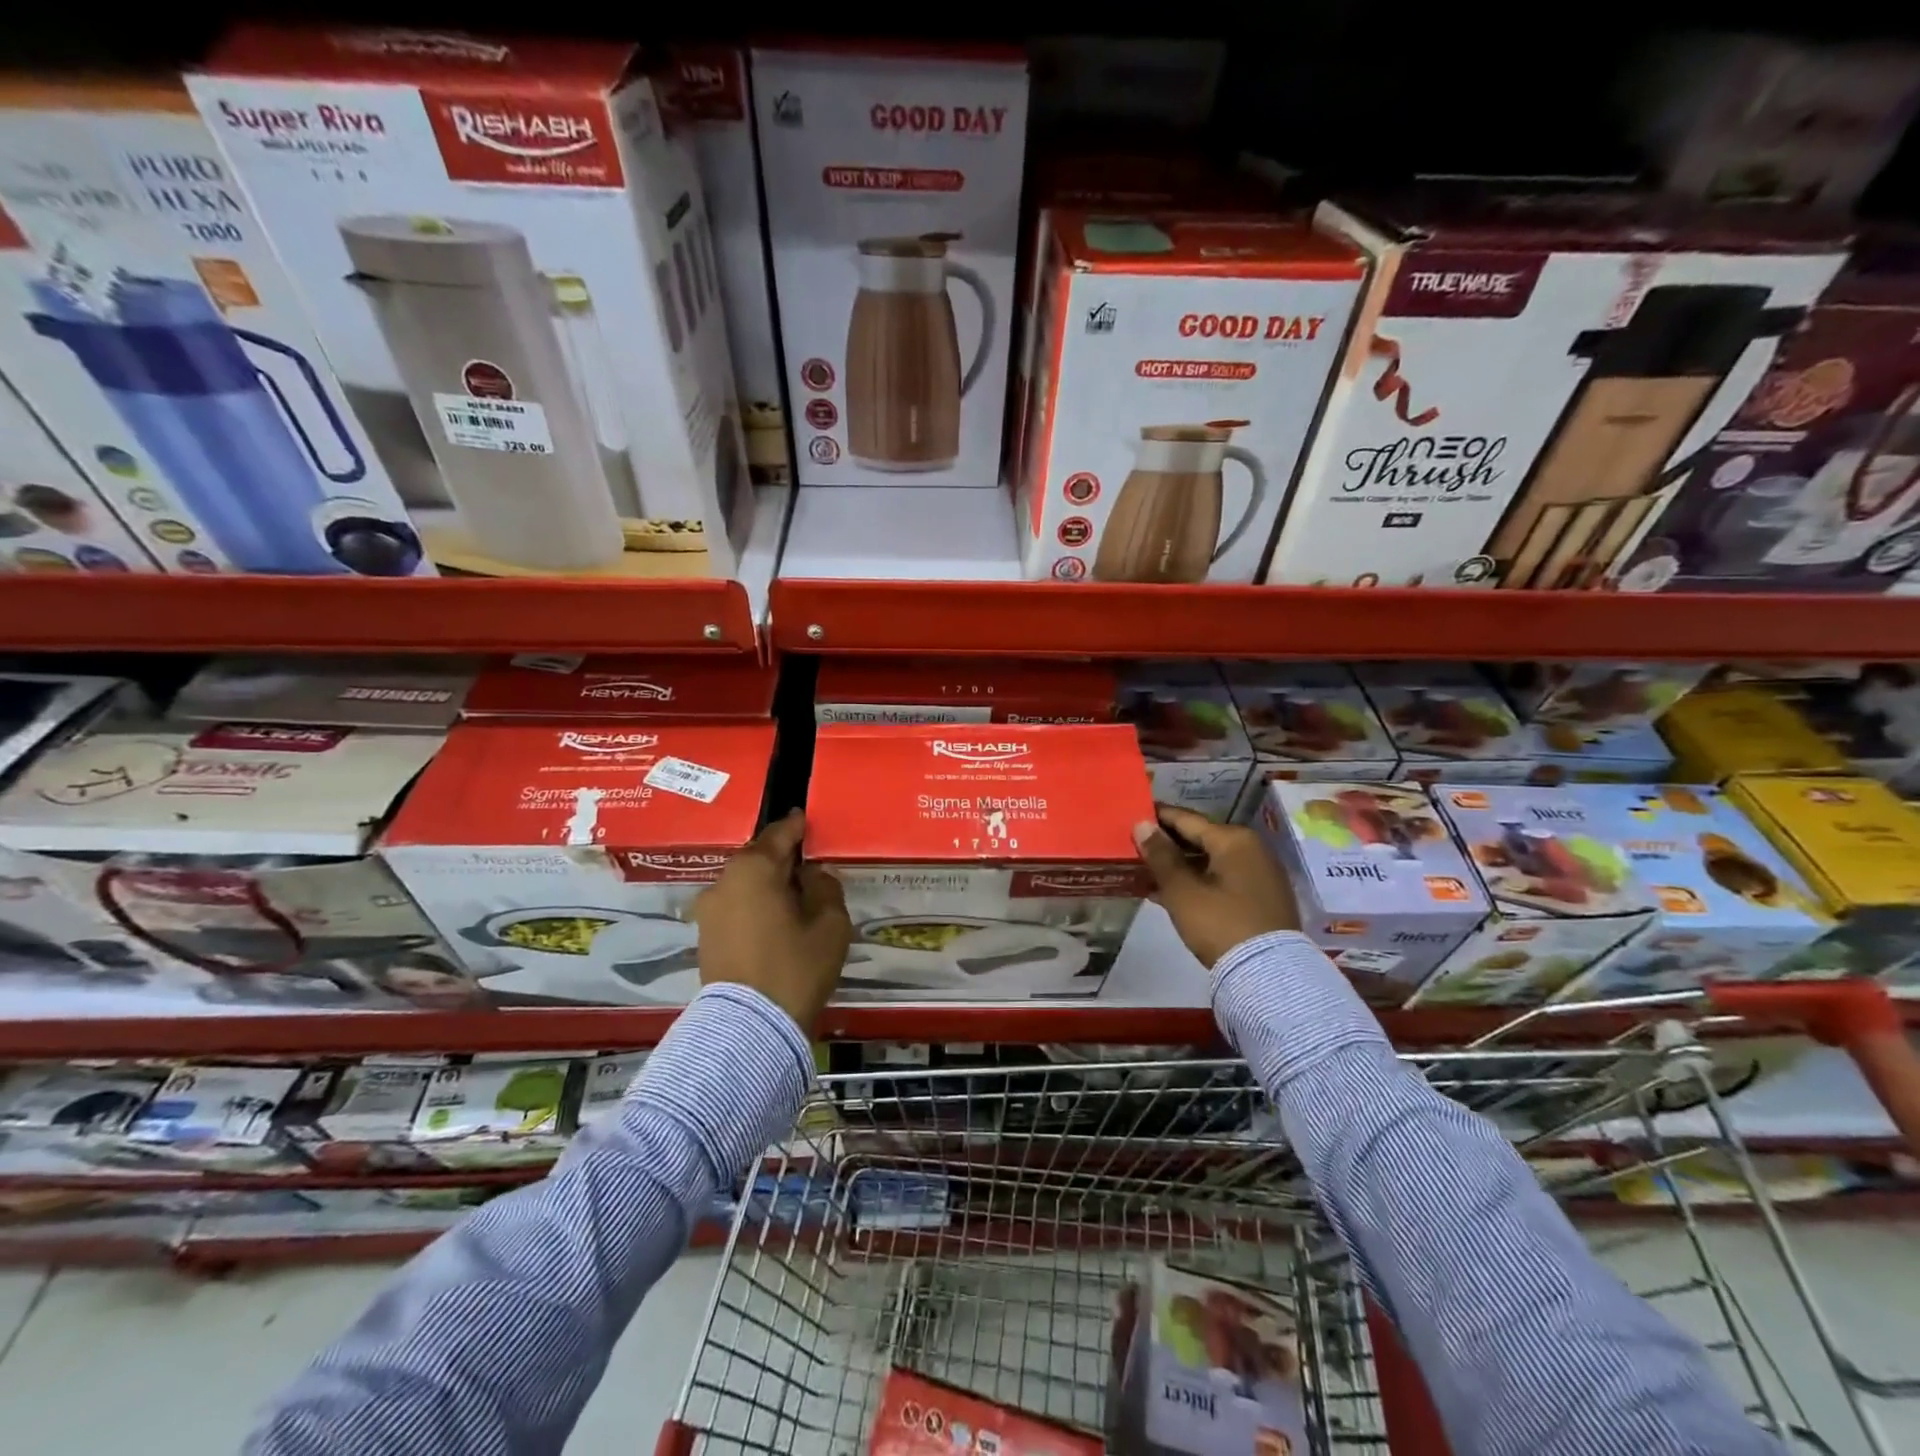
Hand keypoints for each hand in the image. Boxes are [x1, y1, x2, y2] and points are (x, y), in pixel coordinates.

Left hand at [692, 809, 851, 1029]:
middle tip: (810, 862)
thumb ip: (826, 888)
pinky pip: (736, 906)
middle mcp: (724, 881)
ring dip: (768, 884)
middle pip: (759, 858)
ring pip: (745, 884)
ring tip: (796, 895)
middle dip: (783, 857)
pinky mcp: (705, 937)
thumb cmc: (795, 968)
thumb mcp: (830, 925)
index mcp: (753, 869)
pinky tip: (777, 918)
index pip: (780, 833)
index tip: (811, 821)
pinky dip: (756, 905)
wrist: (749, 1029)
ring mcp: (709, 911)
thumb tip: (814, 874)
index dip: (799, 826)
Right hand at [1132, 804, 1299, 967]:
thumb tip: (1142, 824)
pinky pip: (1222, 880)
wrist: (1268, 976)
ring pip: (1211, 861)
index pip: (1187, 819)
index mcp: (1234, 840)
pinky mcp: (1262, 900)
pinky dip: (1197, 882)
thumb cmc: (1220, 924)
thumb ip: (1160, 855)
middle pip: (1201, 839)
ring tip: (1146, 871)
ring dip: (1180, 866)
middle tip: (1135, 846)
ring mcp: (1260, 875)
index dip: (1157, 817)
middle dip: (1168, 844)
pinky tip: (1170, 892)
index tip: (1132, 815)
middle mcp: (1252, 850)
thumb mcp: (1182, 890)